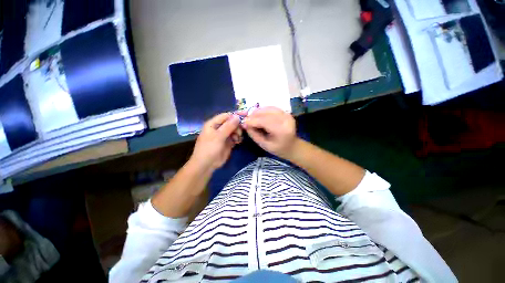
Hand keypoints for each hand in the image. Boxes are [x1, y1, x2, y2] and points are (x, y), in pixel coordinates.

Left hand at [190, 113, 241, 170]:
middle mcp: (219, 128)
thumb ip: (228, 126)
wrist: (206, 165)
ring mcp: (224, 135)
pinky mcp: (228, 142)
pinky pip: (235, 137)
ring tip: (238, 139)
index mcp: (213, 124)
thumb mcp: (218, 136)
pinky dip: (238, 138)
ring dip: (238, 133)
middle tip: (240, 132)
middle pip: (231, 122)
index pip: (226, 115)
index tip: (246, 115)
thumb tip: (237, 116)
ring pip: (234, 130)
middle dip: (237, 126)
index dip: (235, 115)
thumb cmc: (209, 148)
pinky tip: (238, 141)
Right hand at [242, 107, 297, 158]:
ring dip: (258, 111)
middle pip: (267, 113)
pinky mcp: (286, 113)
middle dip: (254, 115)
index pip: (265, 121)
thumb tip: (245, 124)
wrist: (292, 146)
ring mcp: (287, 115)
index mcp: (282, 131)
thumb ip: (254, 134)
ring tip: (251, 117)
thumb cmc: (278, 149)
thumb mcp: (264, 145)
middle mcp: (286, 121)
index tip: (244, 122)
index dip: (253, 121)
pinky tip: (258, 114)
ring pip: (269, 109)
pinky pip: (272, 108)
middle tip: (246, 119)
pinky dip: (264, 110)